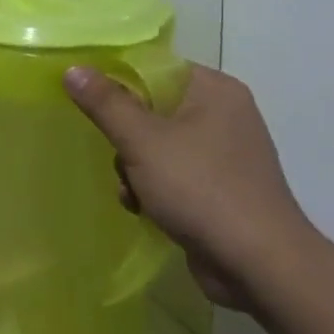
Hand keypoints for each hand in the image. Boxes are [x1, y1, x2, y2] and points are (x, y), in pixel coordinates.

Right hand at [63, 63, 323, 312]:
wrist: (259, 264)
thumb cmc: (201, 189)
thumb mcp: (143, 142)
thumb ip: (106, 103)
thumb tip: (74, 68)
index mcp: (214, 90)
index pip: (155, 68)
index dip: (118, 82)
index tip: (90, 103)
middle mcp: (223, 114)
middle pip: (152, 108)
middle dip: (125, 138)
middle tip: (118, 157)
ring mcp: (223, 154)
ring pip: (157, 145)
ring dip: (134, 169)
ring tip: (132, 193)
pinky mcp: (220, 188)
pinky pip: (173, 174)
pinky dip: (153, 188)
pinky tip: (143, 209)